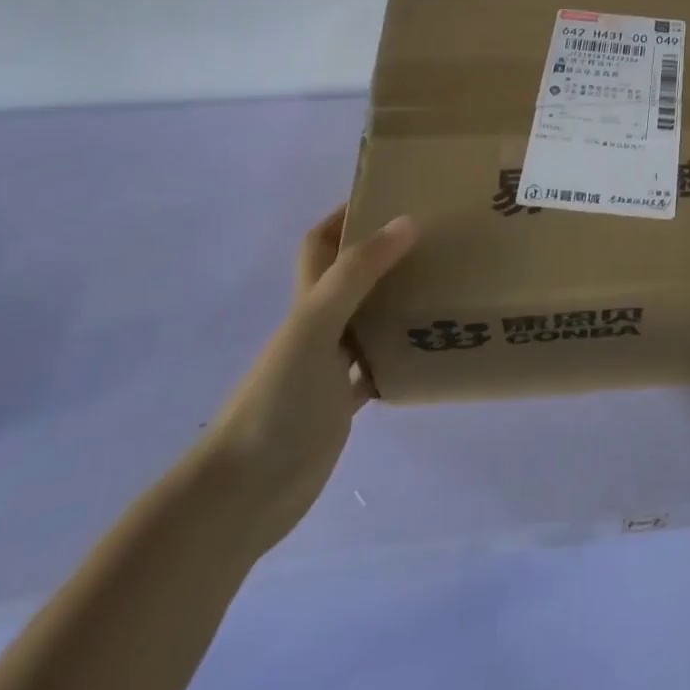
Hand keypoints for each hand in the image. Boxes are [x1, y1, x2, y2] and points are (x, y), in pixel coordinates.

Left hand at [196, 206, 415, 551]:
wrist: (242, 495)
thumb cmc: (276, 401)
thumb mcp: (315, 327)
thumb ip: (358, 274)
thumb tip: (408, 220)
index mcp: (308, 301)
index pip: (321, 242)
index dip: (346, 214)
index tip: (392, 194)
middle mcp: (318, 326)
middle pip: (352, 276)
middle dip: (387, 253)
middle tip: (437, 237)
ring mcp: (328, 367)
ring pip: (369, 319)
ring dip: (400, 302)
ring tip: (447, 285)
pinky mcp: (341, 405)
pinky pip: (378, 368)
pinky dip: (402, 356)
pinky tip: (433, 350)